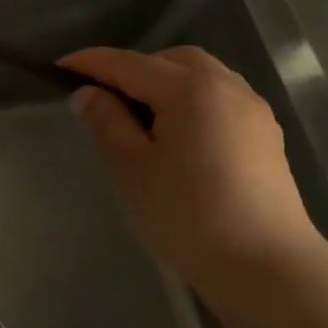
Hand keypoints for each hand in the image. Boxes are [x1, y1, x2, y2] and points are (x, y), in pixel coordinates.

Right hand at [62, 46, 327, 297]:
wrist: (267, 267)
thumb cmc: (189, 217)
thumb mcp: (132, 170)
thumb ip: (106, 123)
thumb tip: (88, 93)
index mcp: (189, 89)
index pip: (128, 64)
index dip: (91, 63)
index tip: (60, 69)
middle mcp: (226, 86)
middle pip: (171, 60)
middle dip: (134, 69)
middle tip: (105, 98)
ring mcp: (252, 109)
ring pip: (201, 76)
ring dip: (166, 83)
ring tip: (142, 117)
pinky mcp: (266, 135)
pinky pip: (221, 98)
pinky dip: (193, 101)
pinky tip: (181, 135)